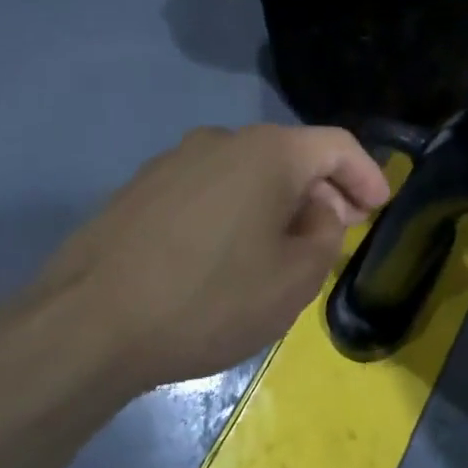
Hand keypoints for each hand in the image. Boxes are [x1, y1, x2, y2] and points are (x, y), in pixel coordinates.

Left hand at [23, 124, 389, 394]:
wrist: (86, 325)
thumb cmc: (210, 299)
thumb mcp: (294, 280)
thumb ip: (327, 237)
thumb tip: (319, 213)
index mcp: (268, 152)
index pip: (337, 145)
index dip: (368, 174)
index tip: (380, 208)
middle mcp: (221, 141)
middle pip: (291, 155)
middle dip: (324, 191)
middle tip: (339, 231)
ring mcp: (174, 162)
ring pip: (248, 173)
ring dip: (278, 202)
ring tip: (284, 248)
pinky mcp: (140, 190)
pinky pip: (210, 190)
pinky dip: (237, 211)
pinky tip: (229, 254)